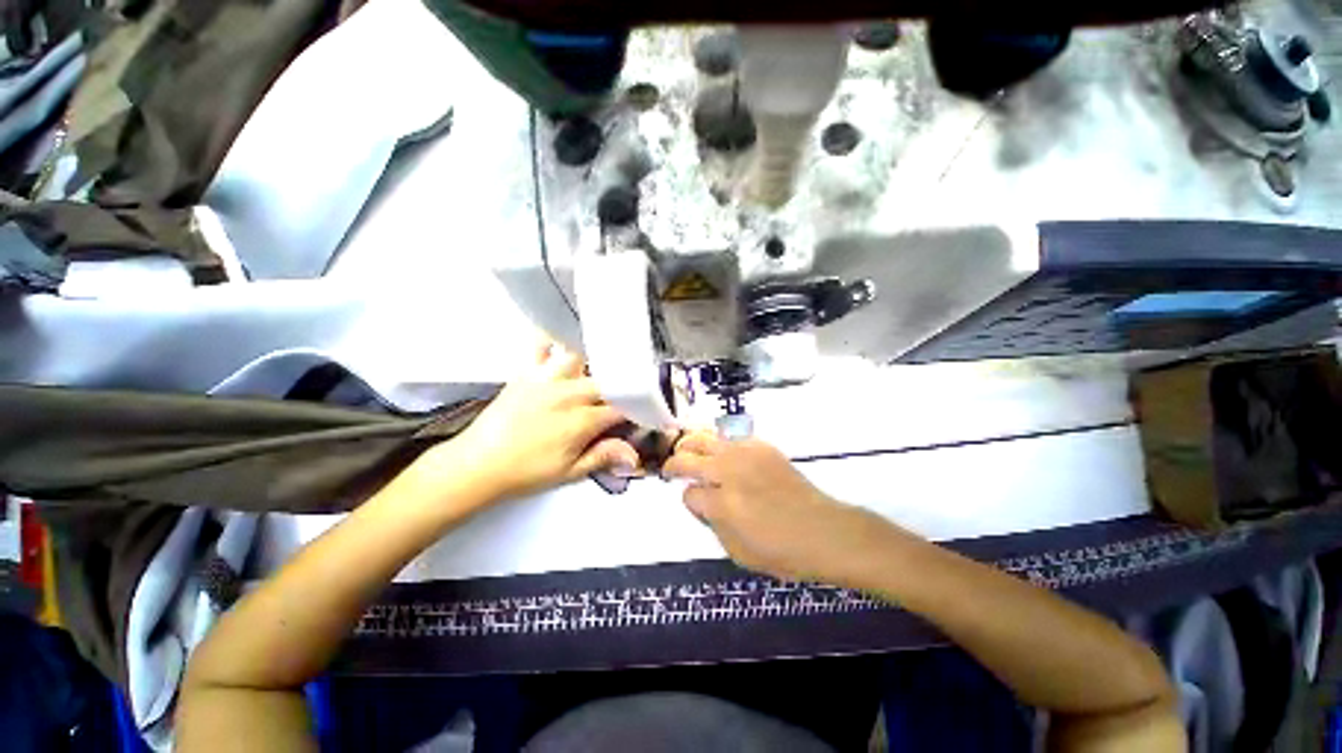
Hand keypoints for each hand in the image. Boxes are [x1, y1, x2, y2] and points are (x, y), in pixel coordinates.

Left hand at [421, 343, 639, 503]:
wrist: (477, 464)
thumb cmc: (525, 473)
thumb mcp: (568, 473)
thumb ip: (603, 457)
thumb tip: (635, 454)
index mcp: (583, 420)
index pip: (622, 408)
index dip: (638, 410)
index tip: (643, 414)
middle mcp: (570, 393)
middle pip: (608, 380)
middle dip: (621, 388)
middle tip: (624, 395)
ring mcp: (547, 378)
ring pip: (581, 356)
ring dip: (595, 360)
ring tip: (602, 365)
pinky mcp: (527, 372)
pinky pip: (542, 345)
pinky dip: (554, 340)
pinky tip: (564, 341)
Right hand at [663, 432, 898, 584]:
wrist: (823, 530)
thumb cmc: (781, 551)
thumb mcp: (737, 552)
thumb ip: (711, 523)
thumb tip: (698, 501)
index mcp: (722, 503)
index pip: (688, 493)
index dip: (688, 500)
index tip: (696, 504)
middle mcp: (729, 471)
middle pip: (687, 457)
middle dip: (674, 463)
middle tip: (671, 469)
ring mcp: (745, 454)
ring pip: (705, 438)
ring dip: (691, 445)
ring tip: (687, 451)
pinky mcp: (761, 446)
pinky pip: (731, 438)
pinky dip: (720, 444)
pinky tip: (722, 454)